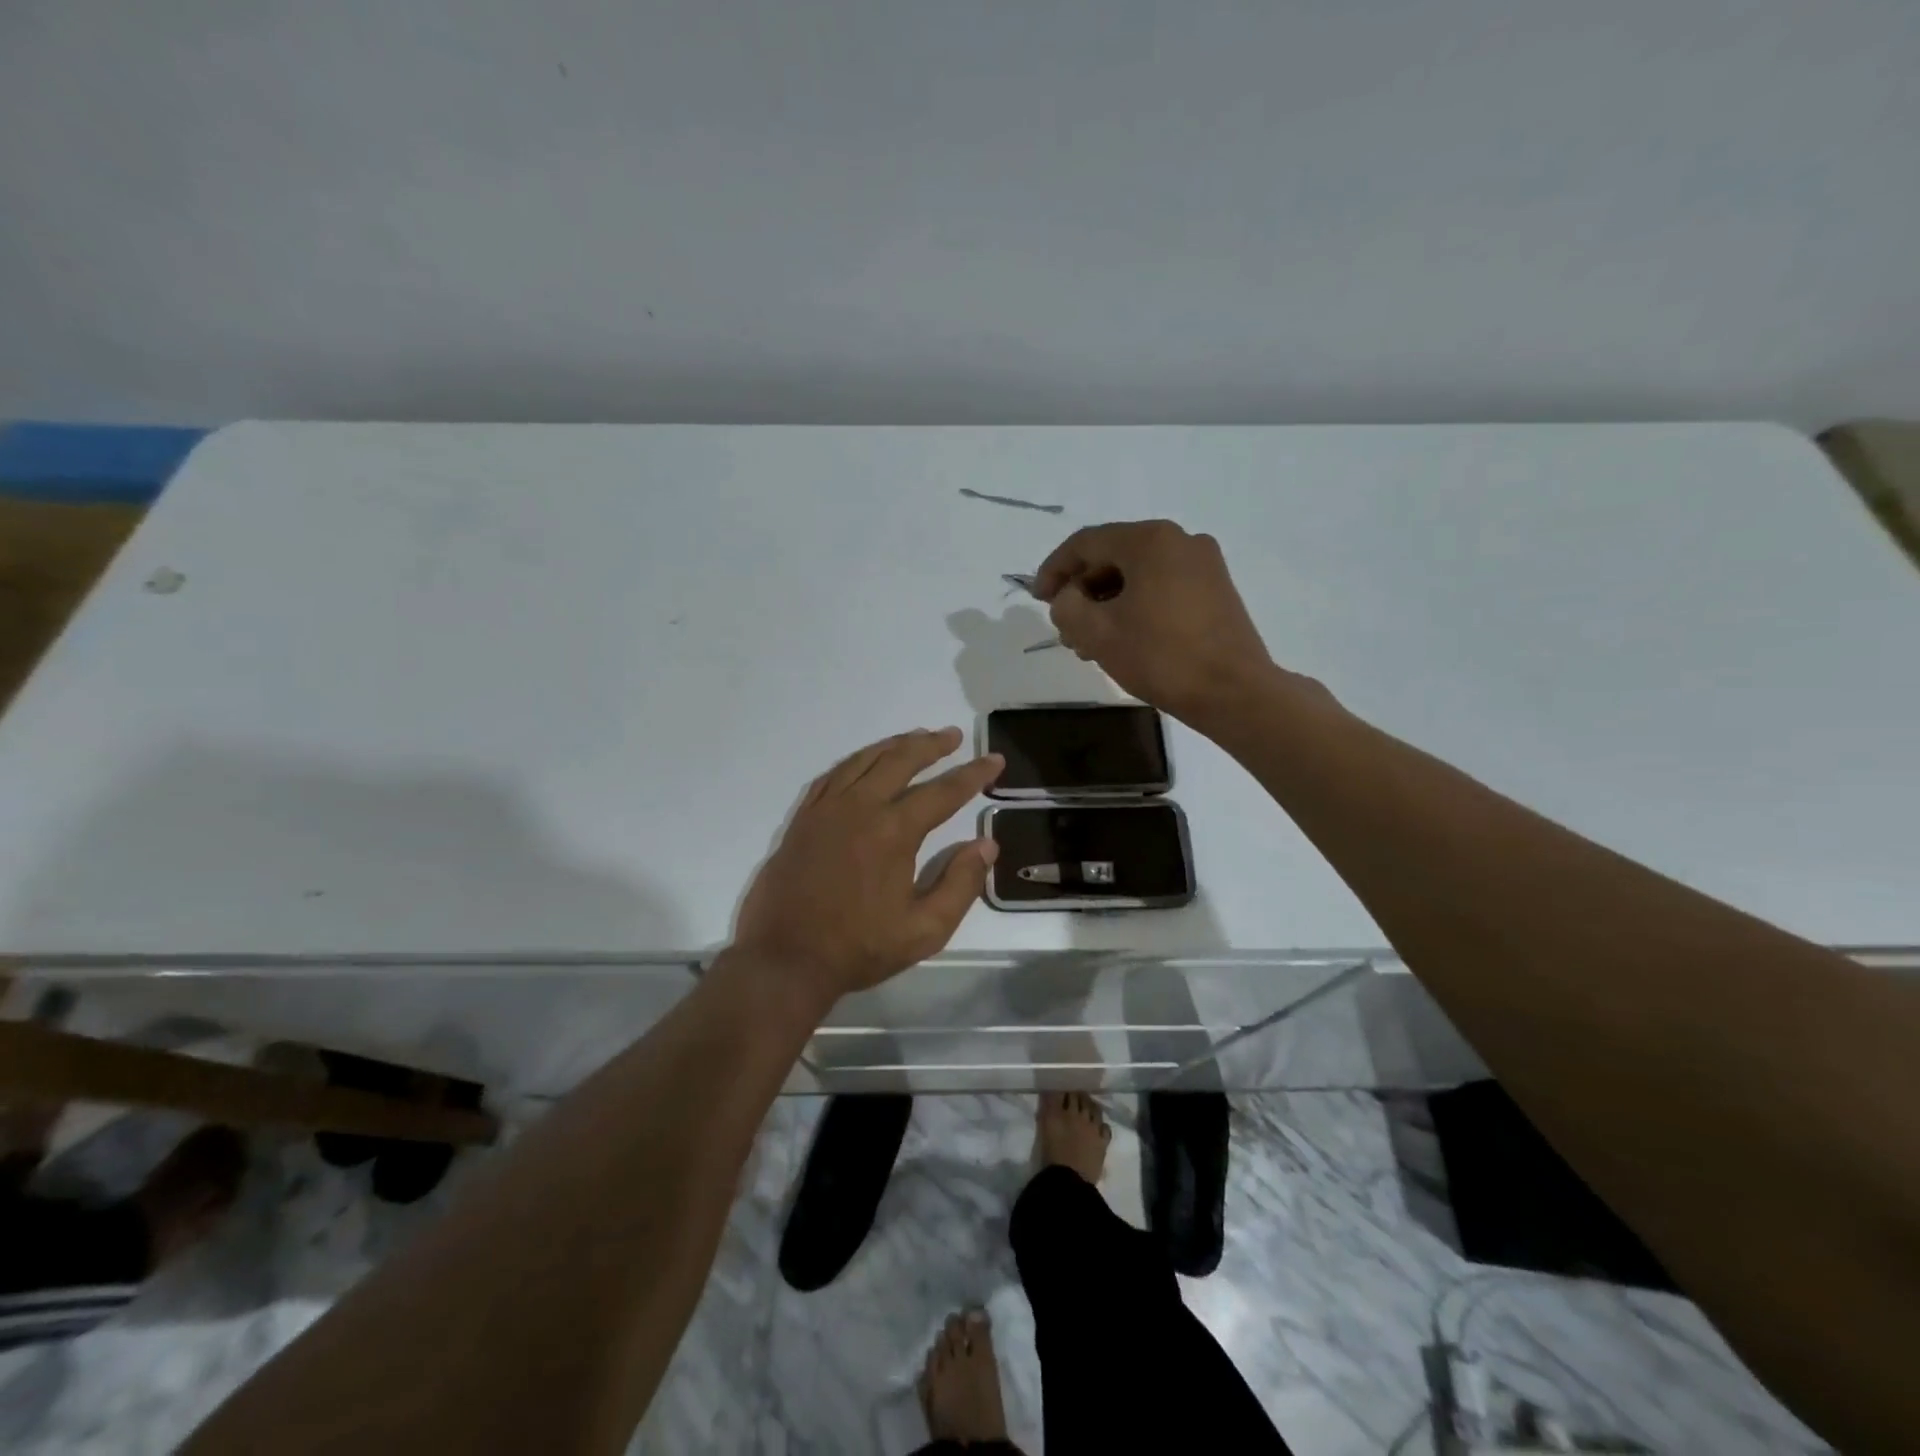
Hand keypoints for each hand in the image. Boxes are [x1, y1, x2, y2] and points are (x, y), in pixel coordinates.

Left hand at [731, 727, 1002, 1006]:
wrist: (786, 958)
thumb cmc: (859, 947)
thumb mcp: (925, 929)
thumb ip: (961, 884)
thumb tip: (986, 844)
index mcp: (894, 831)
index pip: (944, 792)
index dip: (973, 775)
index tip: (994, 760)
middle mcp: (860, 807)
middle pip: (901, 760)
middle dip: (932, 745)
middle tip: (954, 736)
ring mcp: (827, 809)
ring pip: (864, 760)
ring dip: (895, 745)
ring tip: (916, 738)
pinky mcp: (803, 818)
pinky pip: (833, 775)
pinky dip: (856, 761)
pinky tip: (866, 761)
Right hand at [1034, 520, 1279, 725]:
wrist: (1233, 692)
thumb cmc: (1160, 657)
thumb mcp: (1097, 632)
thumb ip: (1066, 606)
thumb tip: (1068, 598)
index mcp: (1150, 540)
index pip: (1086, 543)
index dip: (1054, 570)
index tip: (1038, 599)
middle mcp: (1180, 540)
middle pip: (1113, 556)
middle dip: (1082, 591)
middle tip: (1065, 627)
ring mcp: (1204, 564)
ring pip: (1138, 575)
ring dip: (1107, 602)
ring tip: (1089, 642)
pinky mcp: (1216, 590)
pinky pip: (1162, 587)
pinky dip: (1135, 606)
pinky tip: (1123, 638)